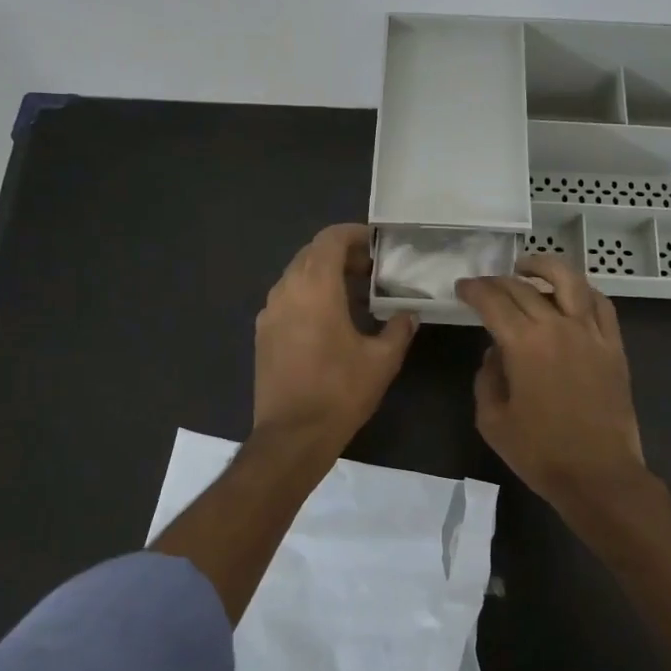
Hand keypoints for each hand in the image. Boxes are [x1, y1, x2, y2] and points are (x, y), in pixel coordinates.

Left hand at [253, 224, 416, 451]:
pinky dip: (308, 295)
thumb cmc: (340, 392)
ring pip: (297, 276)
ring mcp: (269, 312)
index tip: (376, 244)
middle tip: (371, 270)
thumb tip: (408, 314)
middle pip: (311, 254)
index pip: (330, 240)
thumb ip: (398, 329)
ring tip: (354, 295)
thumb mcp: (382, 360)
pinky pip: (287, 298)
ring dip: (323, 275)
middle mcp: (287, 291)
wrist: (292, 435)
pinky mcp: (262, 333)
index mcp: (316, 288)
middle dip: (341, 255)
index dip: (353, 234)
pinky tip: (329, 320)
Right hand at [457, 255, 649, 517]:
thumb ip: (487, 377)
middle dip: (498, 281)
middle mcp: (557, 326)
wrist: (599, 475)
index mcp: (523, 344)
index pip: (492, 301)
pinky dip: (582, 290)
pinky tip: (571, 293)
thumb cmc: (540, 453)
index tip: (463, 288)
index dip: (473, 290)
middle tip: (484, 286)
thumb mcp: (492, 419)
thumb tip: (495, 352)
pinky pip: (600, 303)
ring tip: (528, 266)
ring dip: (544, 266)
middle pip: (523, 287)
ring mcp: (591, 332)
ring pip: (569, 280)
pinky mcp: (613, 345)